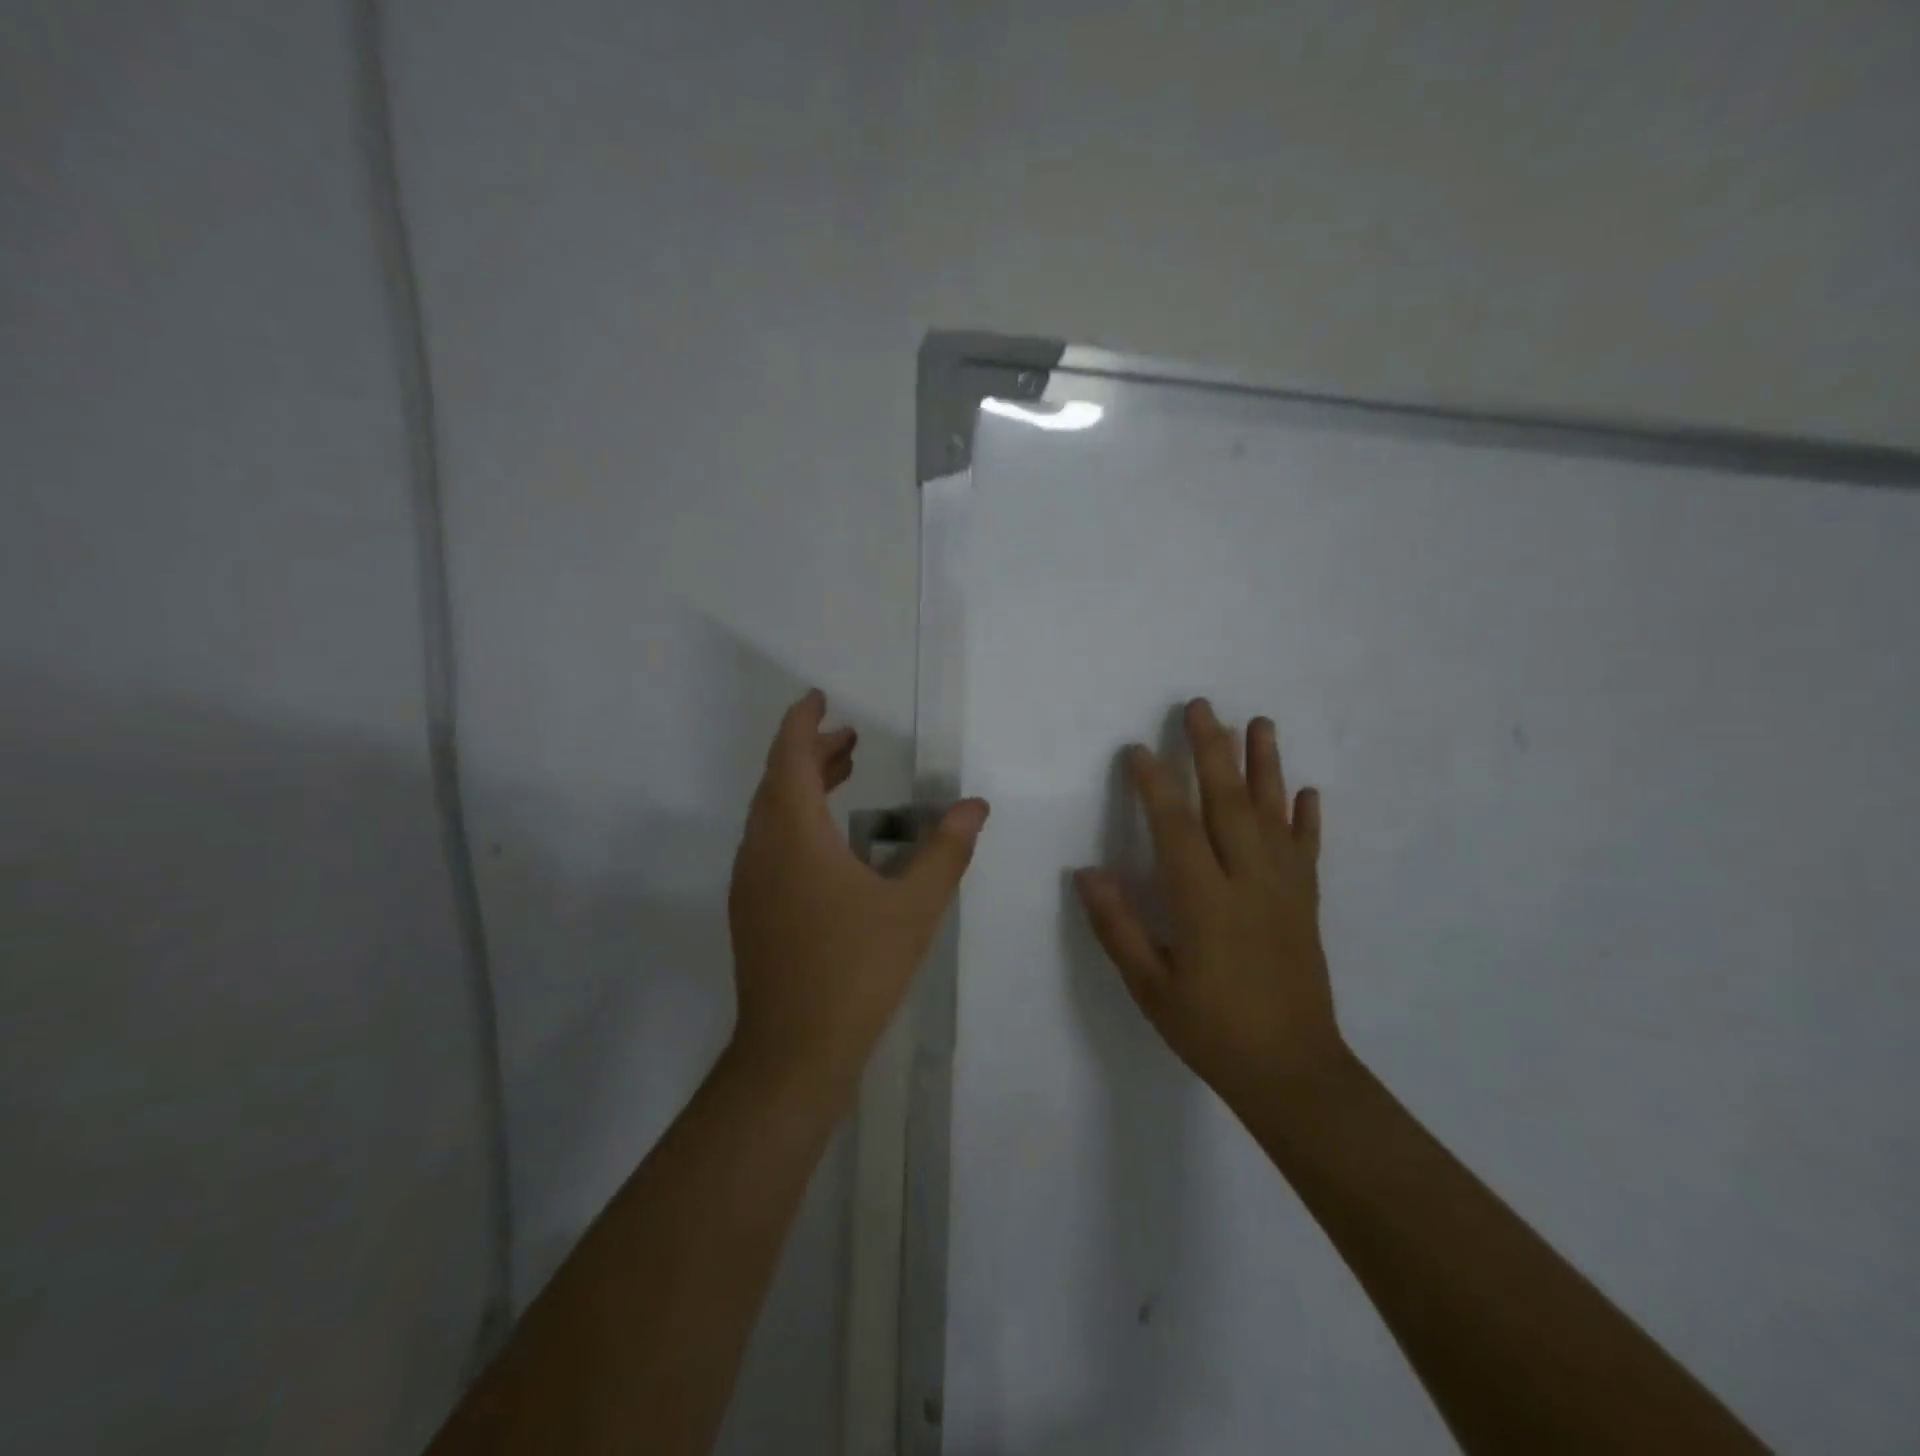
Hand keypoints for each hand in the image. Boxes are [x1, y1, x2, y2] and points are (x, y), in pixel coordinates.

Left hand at [727, 689, 989, 1097]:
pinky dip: (795, 819)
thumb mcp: (913, 907)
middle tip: (848, 737)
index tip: (818, 698)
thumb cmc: (856, 970)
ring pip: (771, 813)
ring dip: (802, 785)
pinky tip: (829, 840)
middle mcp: (762, 849)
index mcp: (793, 836)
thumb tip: (975, 806)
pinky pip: (769, 842)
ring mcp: (750, 881)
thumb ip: (946, 850)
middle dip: (810, 751)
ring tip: (844, 771)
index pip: (788, 757)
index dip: (801, 722)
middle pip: (778, 781)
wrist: (793, 1051)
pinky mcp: (751, 909)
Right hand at [1074, 698, 1345, 1108]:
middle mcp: (1248, 883)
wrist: (1292, 1072)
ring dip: (1265, 765)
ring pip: (1274, 815)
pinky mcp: (1307, 904)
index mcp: (1205, 902)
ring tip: (1260, 723)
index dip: (1155, 785)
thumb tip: (1086, 873)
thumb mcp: (1151, 988)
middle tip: (1201, 707)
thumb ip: (1118, 927)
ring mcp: (1285, 890)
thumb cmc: (1211, 1030)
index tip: (1138, 751)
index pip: (1175, 828)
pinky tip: (1305, 790)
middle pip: (1229, 804)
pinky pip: (1308, 851)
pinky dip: (1307, 818)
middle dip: (1212, 751)